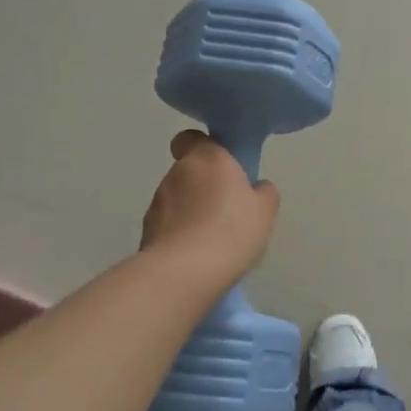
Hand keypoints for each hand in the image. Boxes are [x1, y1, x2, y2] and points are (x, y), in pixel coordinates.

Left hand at [141, 130, 278, 278]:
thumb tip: (255, 188)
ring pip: (176, 198)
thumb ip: (262, 191)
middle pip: (188, 171)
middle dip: (203, 185)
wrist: (185, 272)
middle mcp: (177, 172)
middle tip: (225, 209)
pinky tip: (194, 254)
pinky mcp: (146, 230)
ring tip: (209, 238)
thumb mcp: (265, 210)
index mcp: (207, 158)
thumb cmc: (231, 231)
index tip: (221, 166)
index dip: (204, 148)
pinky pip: (167, 224)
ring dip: (189, 210)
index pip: (192, 138)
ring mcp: (157, 201)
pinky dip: (178, 232)